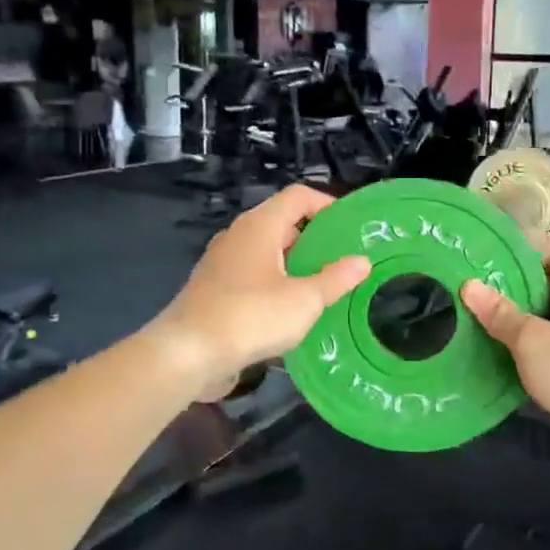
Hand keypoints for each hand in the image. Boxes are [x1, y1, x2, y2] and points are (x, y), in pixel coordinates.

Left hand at [150, 185, 370, 400]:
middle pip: (283, 223)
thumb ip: (335, 279)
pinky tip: (293, 311)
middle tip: (345, 259)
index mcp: (259, 225)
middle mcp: (238, 236)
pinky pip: (253, 276)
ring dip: (296, 265)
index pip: (298, 196)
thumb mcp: (304, 300)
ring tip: (326, 286)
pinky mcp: (215, 290)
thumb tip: (362, 261)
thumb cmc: (251, 317)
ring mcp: (223, 263)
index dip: (328, 205)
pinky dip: (276, 284)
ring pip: (268, 253)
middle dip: (315, 239)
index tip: (352, 227)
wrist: (188, 353)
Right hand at [460, 243, 549, 492]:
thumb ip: (502, 315)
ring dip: (508, 322)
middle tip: (462, 282)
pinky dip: (516, 352)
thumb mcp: (537, 341)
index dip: (519, 245)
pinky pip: (541, 354)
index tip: (479, 248)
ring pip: (540, 322)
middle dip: (506, 285)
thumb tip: (469, 286)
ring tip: (463, 314)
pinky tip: (483, 352)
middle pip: (544, 285)